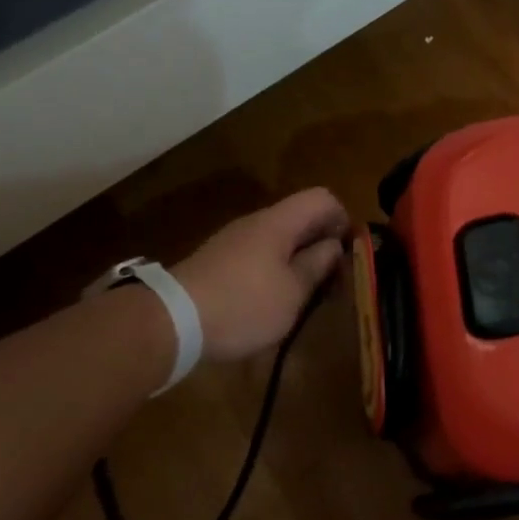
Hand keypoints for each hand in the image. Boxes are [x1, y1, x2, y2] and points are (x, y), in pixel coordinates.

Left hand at [172, 189, 350, 361]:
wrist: (170, 322)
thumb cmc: (243, 305)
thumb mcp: (292, 293)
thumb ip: (316, 265)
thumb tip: (333, 245)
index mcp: (279, 222)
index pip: (322, 197)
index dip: (342, 219)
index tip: (347, 253)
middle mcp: (256, 223)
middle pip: (300, 217)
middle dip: (321, 243)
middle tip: (332, 279)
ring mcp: (233, 241)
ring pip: (279, 238)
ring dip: (298, 259)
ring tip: (306, 294)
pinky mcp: (218, 261)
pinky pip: (258, 254)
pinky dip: (275, 269)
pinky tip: (273, 301)